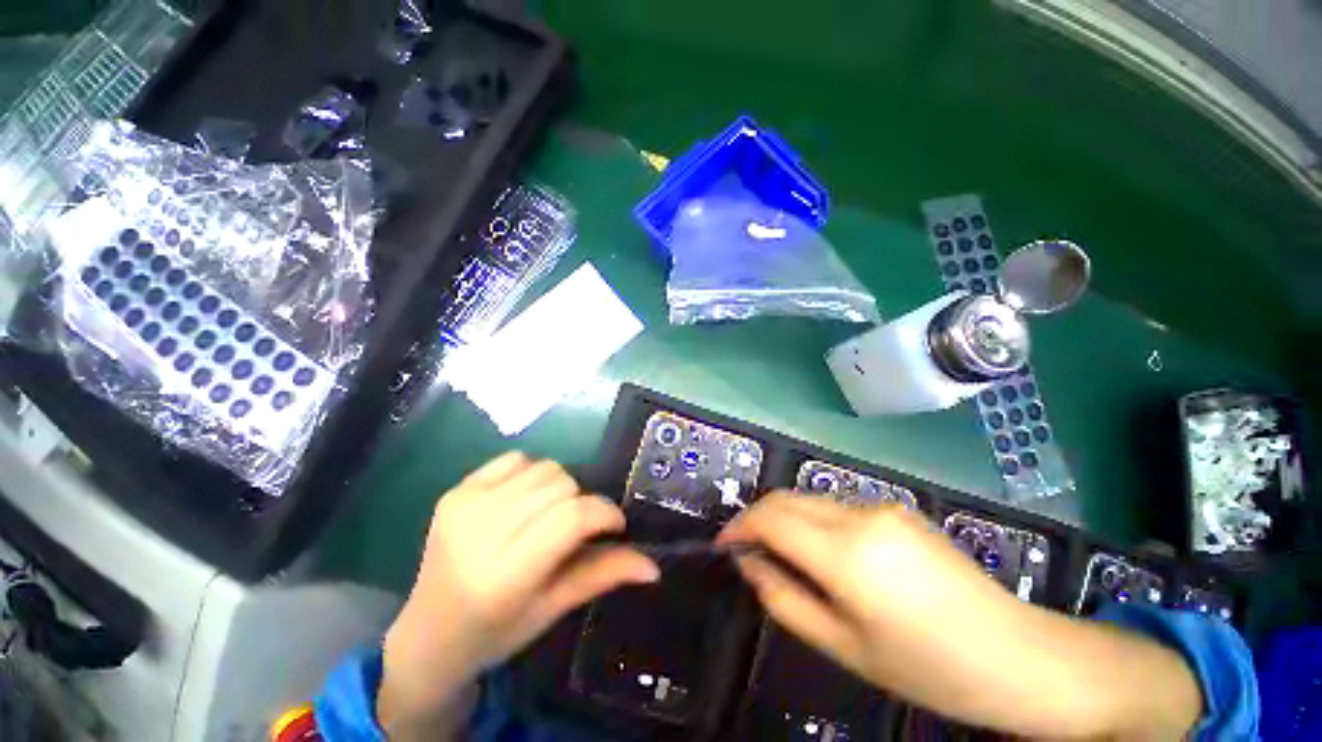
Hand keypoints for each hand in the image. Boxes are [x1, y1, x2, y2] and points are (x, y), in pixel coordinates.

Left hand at [378, 452, 658, 735]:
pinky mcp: (456, 491)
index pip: (572, 518)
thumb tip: (653, 566)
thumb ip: (603, 576)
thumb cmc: (497, 631)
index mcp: (505, 576)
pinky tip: (523, 501)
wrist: (428, 634)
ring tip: (549, 515)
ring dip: (559, 488)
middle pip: (561, 485)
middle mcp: (480, 533)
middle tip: (574, 530)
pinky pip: (515, 458)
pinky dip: (531, 473)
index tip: (615, 524)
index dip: (604, 512)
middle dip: (581, 502)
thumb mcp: (553, 609)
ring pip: (544, 467)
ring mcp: (464, 505)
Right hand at [718, 493, 1201, 738]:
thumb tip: (750, 565)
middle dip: (756, 518)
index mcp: (846, 554)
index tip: (724, 547)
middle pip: (785, 498)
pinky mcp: (896, 508)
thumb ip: (785, 600)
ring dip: (784, 519)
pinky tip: (825, 554)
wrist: (1020, 655)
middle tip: (747, 551)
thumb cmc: (930, 669)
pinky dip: (813, 521)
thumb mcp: (845, 648)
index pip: (769, 517)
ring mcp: (880, 506)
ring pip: (808, 499)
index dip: (738, 527)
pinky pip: (835, 506)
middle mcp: (858, 515)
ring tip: (783, 555)